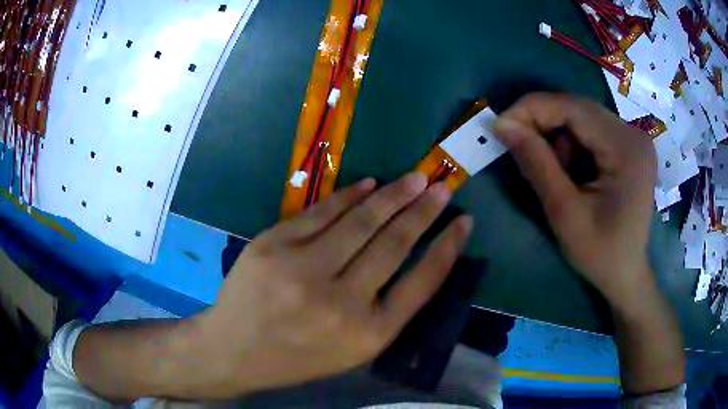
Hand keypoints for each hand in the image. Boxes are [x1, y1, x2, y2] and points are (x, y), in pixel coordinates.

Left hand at [195, 174, 472, 396]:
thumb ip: (387, 309)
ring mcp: (302, 269)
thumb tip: (416, 258)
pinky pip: (320, 212)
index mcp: (368, 334)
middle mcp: (341, 302)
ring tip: (414, 179)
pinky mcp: (273, 245)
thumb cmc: (299, 357)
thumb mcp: (353, 350)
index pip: (424, 281)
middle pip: (395, 243)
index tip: (464, 220)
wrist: (234, 350)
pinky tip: (369, 184)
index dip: (449, 247)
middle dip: (424, 210)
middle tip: (441, 186)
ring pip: (360, 221)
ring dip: (393, 196)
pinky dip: (348, 195)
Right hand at [493, 93, 656, 308]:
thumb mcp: (564, 213)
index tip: (500, 127)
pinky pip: (591, 131)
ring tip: (556, 176)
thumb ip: (536, 164)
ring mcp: (633, 138)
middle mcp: (633, 133)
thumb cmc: (600, 254)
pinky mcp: (629, 146)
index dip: (532, 109)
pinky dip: (572, 146)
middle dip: (544, 125)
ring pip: (582, 118)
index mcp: (625, 148)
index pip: (573, 108)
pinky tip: (572, 174)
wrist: (626, 274)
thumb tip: (502, 123)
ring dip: (559, 140)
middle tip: (519, 148)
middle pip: (578, 109)